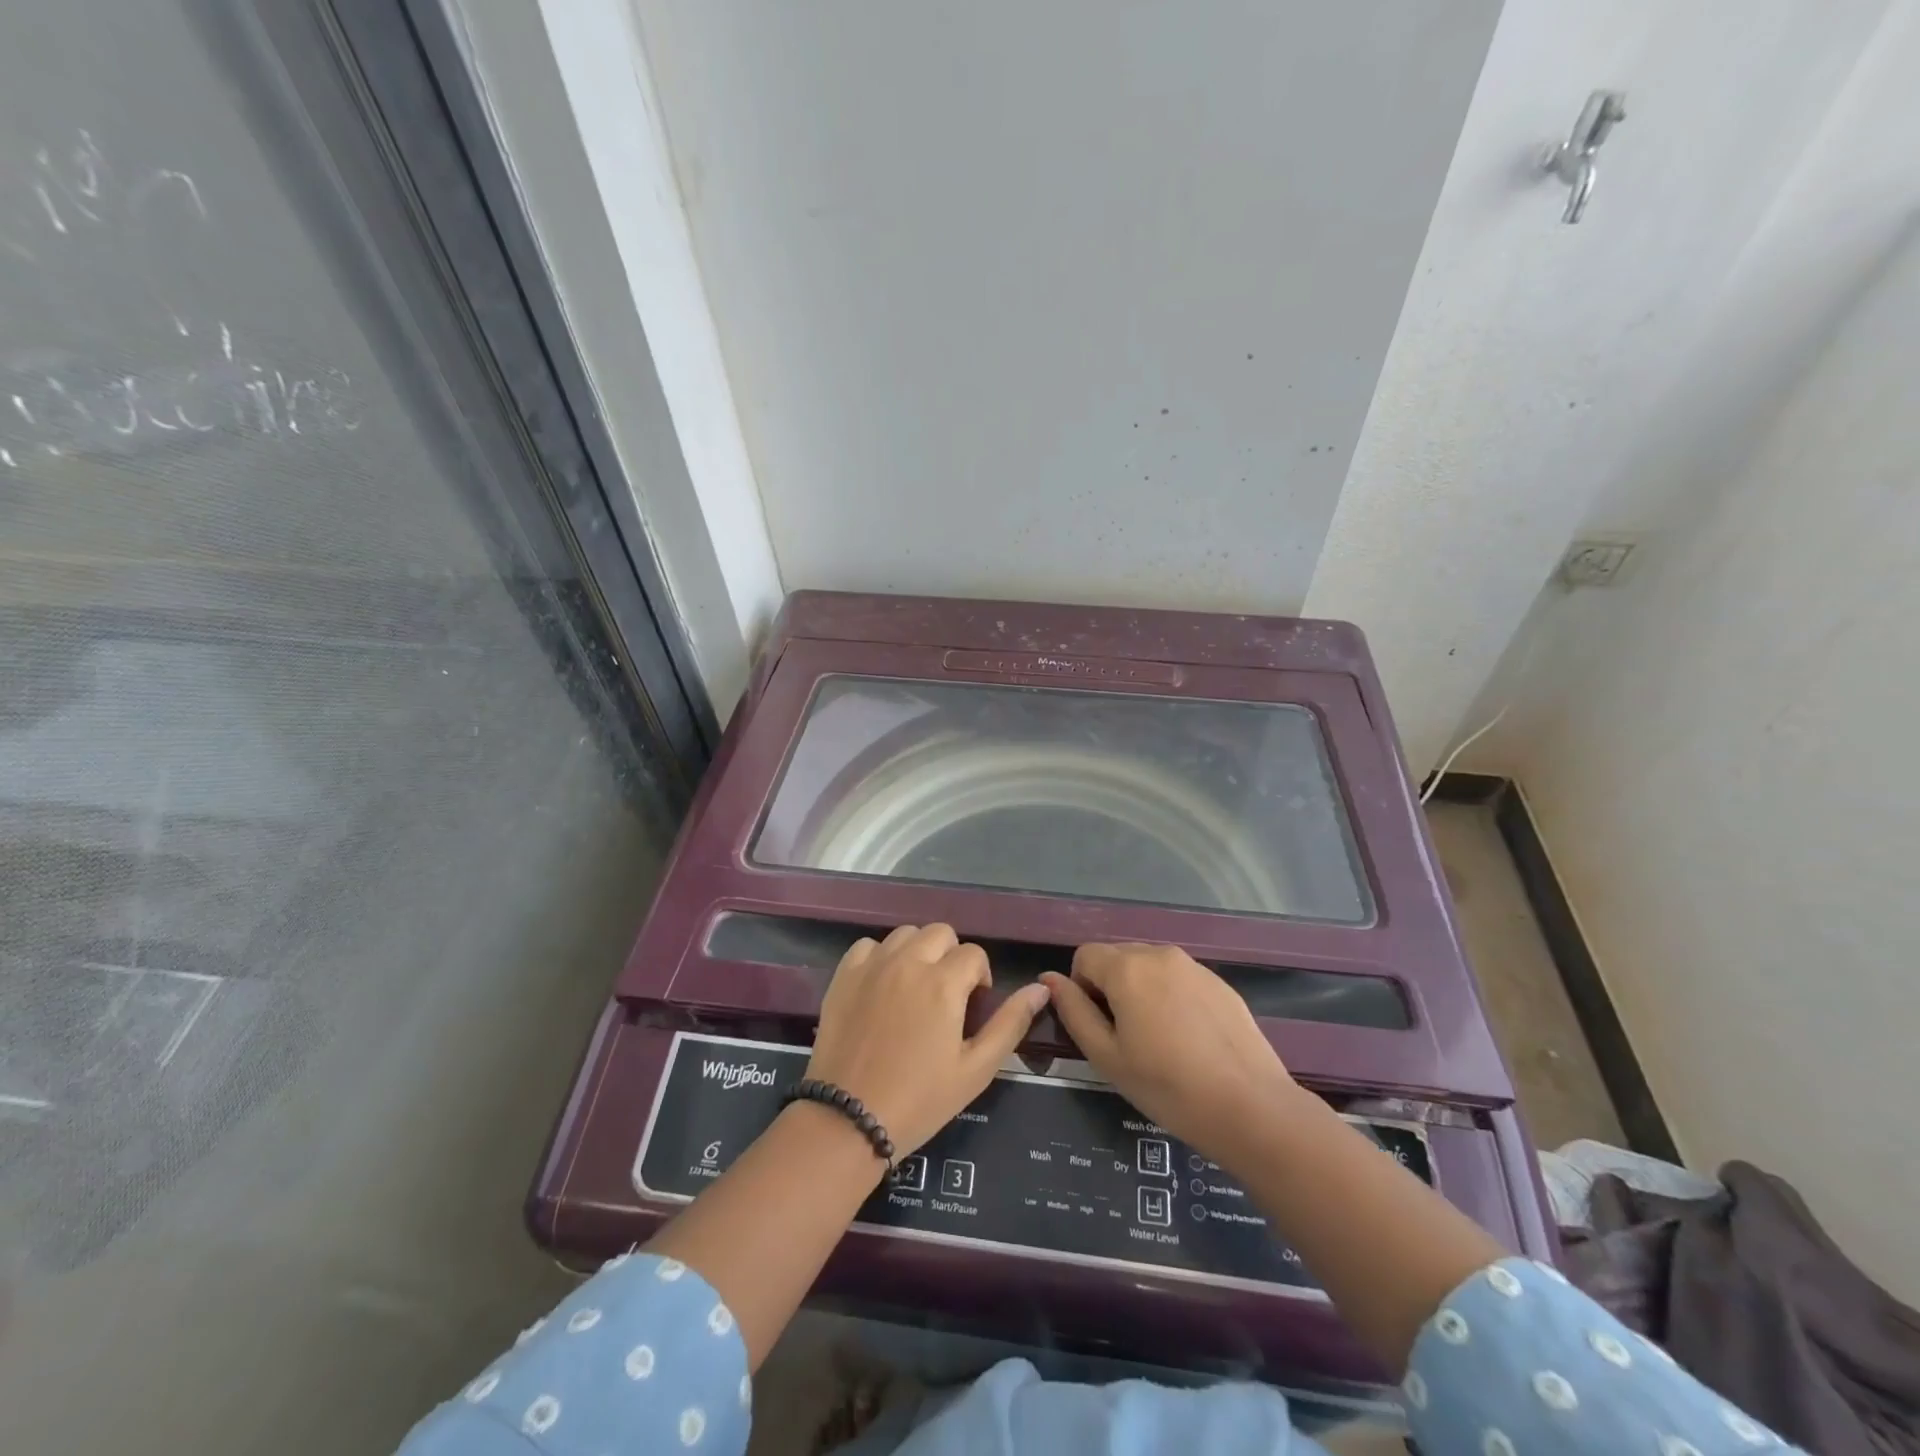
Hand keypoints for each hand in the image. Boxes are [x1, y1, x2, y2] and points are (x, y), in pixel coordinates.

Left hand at [807, 924, 1049, 1155]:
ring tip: (915, 988)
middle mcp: (908, 962)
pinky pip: (869, 945)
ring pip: (906, 934)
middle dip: (951, 957)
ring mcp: (872, 965)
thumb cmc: (920, 1099)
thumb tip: (1040, 989)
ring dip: (918, 952)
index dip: (980, 978)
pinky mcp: (844, 975)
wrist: (849, 1119)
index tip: (972, 1008)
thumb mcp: (976, 1069)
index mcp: (943, 983)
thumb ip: (1011, 1023)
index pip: (974, 954)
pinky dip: (881, 957)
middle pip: (941, 933)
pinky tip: (882, 986)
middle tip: (946, 996)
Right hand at [1042, 943, 1299, 1162]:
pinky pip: (1179, 979)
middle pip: (1117, 957)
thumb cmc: (1167, 1086)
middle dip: (1111, 988)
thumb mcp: (1106, 1056)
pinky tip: (1189, 1040)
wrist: (1251, 1108)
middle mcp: (1159, 954)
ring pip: (1149, 967)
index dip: (1082, 989)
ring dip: (1142, 991)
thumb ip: (1073, 1011)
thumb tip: (1049, 979)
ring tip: (1159, 1041)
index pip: (1084, 955)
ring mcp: (1194, 966)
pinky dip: (1172, 998)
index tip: (1100, 1028)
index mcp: (1127, 967)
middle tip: (1127, 1038)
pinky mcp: (1220, 983)